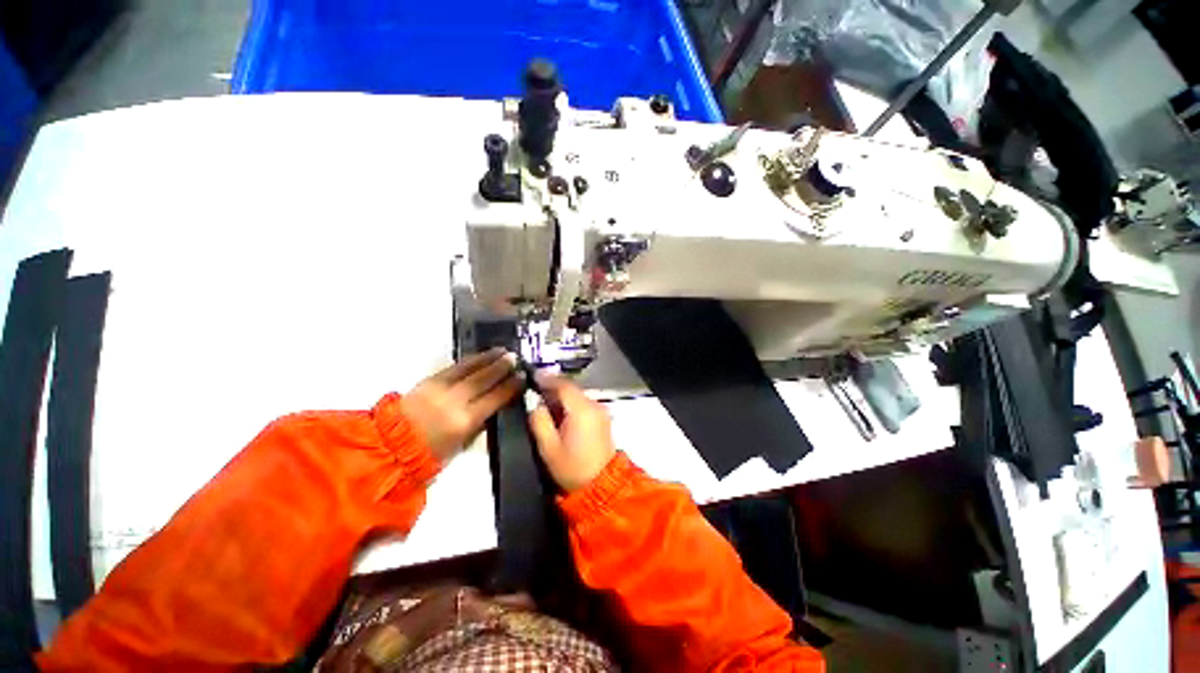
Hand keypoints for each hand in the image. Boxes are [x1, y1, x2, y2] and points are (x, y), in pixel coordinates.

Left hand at [401, 348, 521, 459]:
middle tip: (515, 358)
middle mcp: (454, 400)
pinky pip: (454, 367)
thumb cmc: (432, 453)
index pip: (495, 398)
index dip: (511, 386)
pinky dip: (470, 360)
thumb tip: (495, 405)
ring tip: (502, 351)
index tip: (523, 376)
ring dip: (488, 358)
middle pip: (483, 379)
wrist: (392, 446)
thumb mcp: (462, 444)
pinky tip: (480, 356)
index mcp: (465, 421)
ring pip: (469, 368)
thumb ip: (480, 423)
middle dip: (501, 367)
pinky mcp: (429, 380)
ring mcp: (440, 388)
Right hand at [528, 372, 616, 491]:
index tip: (531, 375)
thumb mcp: (548, 447)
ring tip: (544, 404)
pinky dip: (571, 404)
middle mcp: (595, 405)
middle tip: (534, 392)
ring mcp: (601, 411)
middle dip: (552, 388)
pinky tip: (559, 414)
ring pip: (577, 396)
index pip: (563, 385)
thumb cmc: (572, 468)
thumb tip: (534, 402)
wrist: (601, 486)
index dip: (546, 379)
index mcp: (582, 410)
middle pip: (571, 389)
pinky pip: (584, 404)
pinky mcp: (603, 418)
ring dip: (561, 397)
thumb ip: (539, 420)